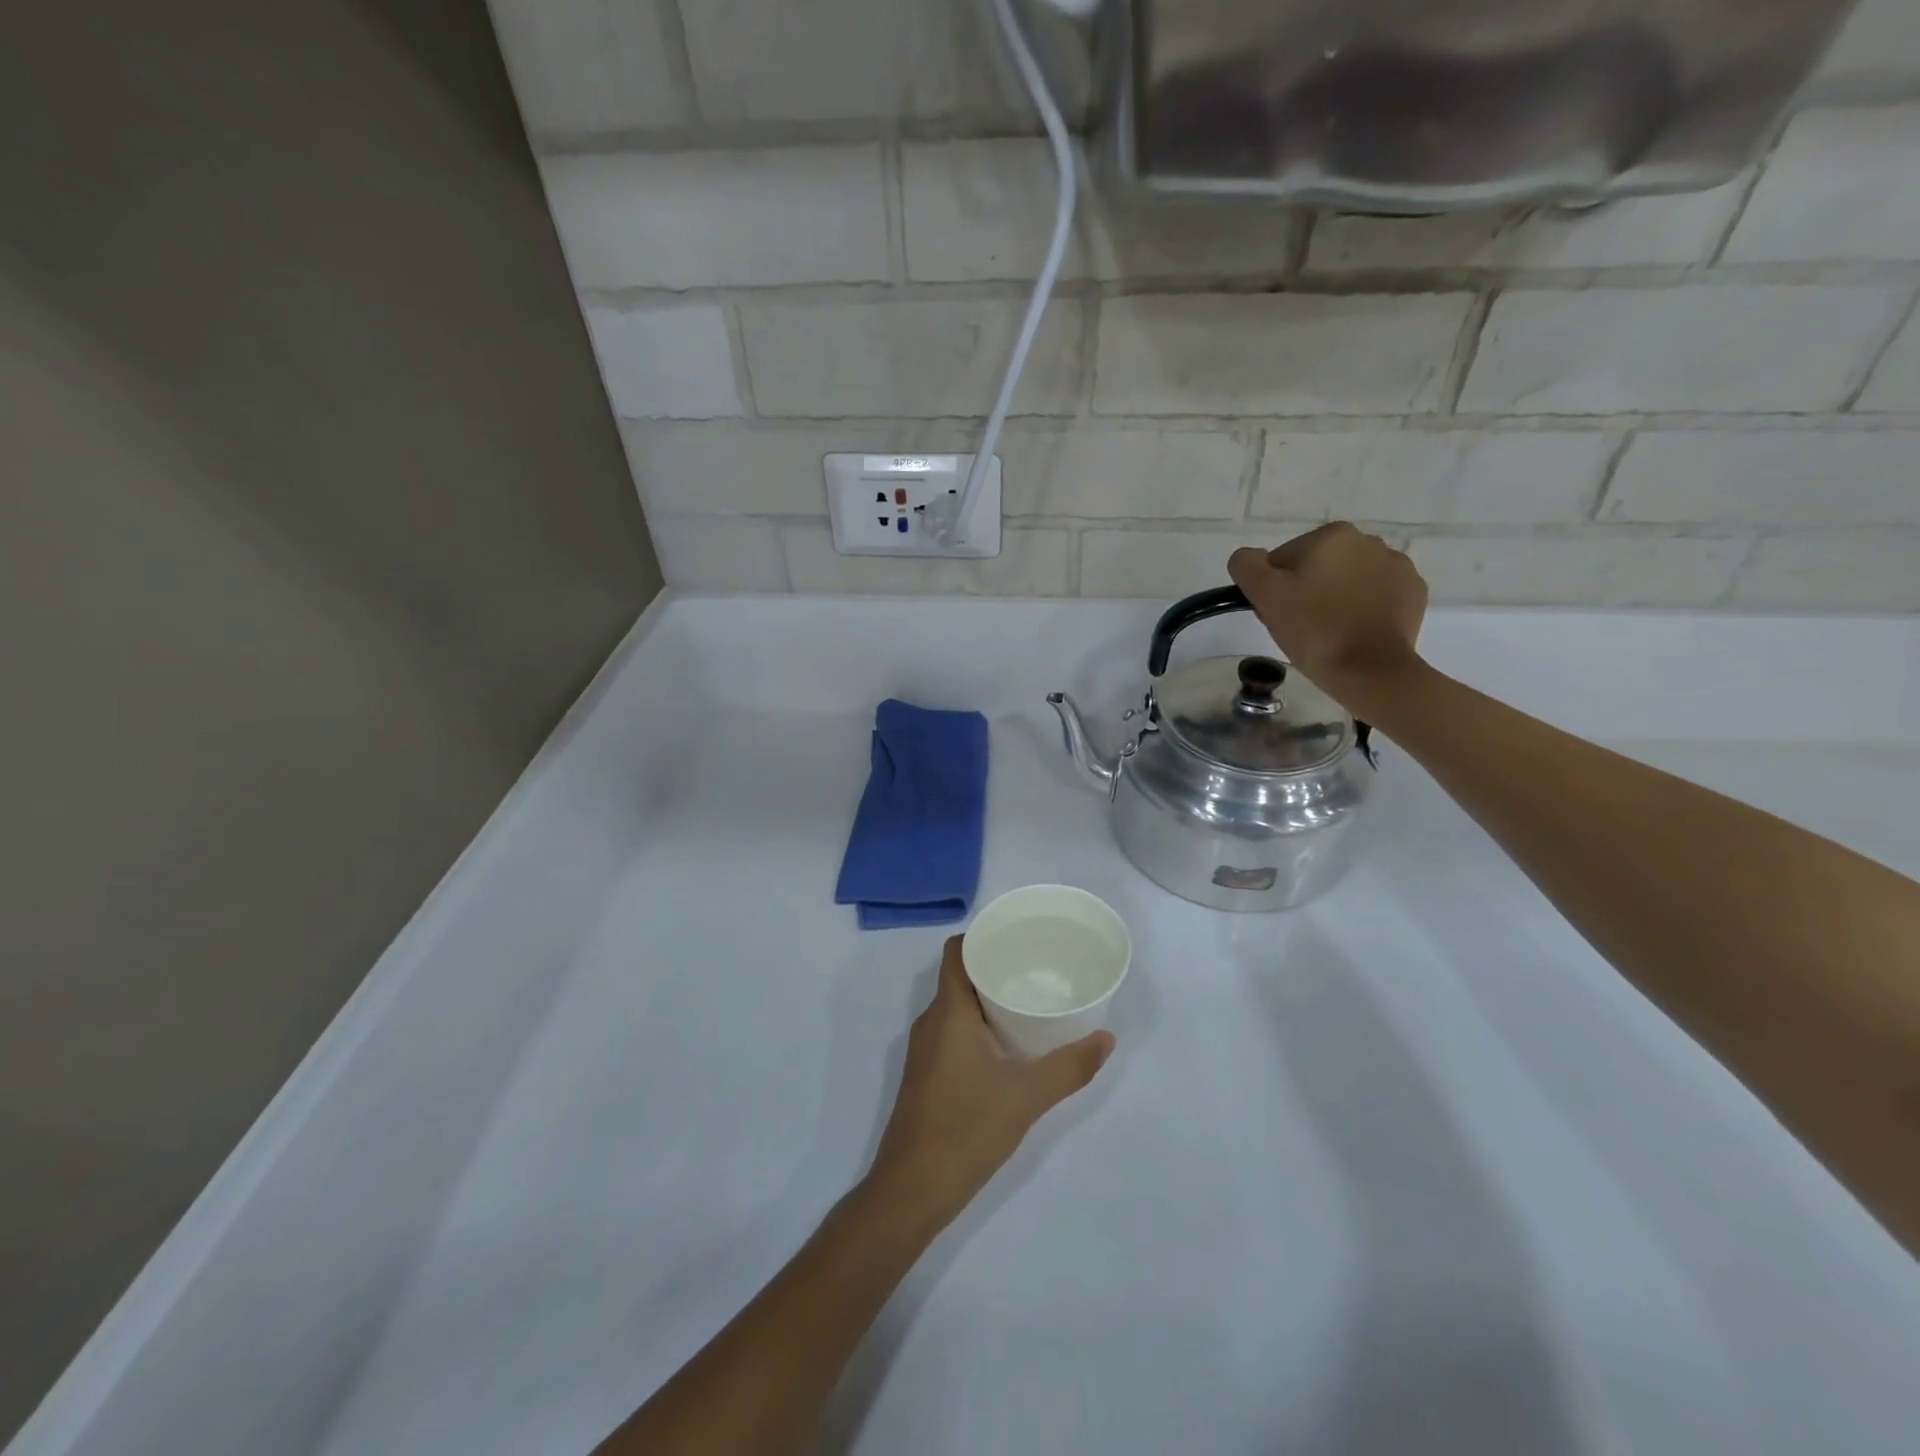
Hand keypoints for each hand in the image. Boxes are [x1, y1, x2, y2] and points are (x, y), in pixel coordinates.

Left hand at [865, 937, 1114, 1231]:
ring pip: (957, 1007)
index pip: (957, 951)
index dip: (983, 935)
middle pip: (960, 976)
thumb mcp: (1027, 1096)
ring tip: (1029, 1001)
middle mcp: (931, 1022)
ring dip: (988, 999)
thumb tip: (1106, 1039)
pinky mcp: (926, 1074)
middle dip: (995, 967)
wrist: (912, 1189)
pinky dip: (978, 1026)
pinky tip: (1008, 1044)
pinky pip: (953, 1031)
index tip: (1018, 936)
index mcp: (948, 1012)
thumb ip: (1069, 1066)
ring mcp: (925, 1050)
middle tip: (1037, 968)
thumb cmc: (966, 1129)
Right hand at [1229, 522, 1428, 714]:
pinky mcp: (1414, 592)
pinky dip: (1364, 608)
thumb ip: (1247, 565)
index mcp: (1332, 535)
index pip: (1284, 559)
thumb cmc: (1314, 630)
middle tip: (1301, 626)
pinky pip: (1377, 595)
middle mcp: (1369, 540)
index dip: (1275, 588)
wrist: (1370, 670)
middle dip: (1307, 590)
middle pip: (1319, 566)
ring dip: (1336, 597)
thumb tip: (1250, 557)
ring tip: (1330, 631)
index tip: (1279, 613)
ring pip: (1348, 579)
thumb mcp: (1265, 595)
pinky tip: (1356, 631)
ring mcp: (1398, 566)